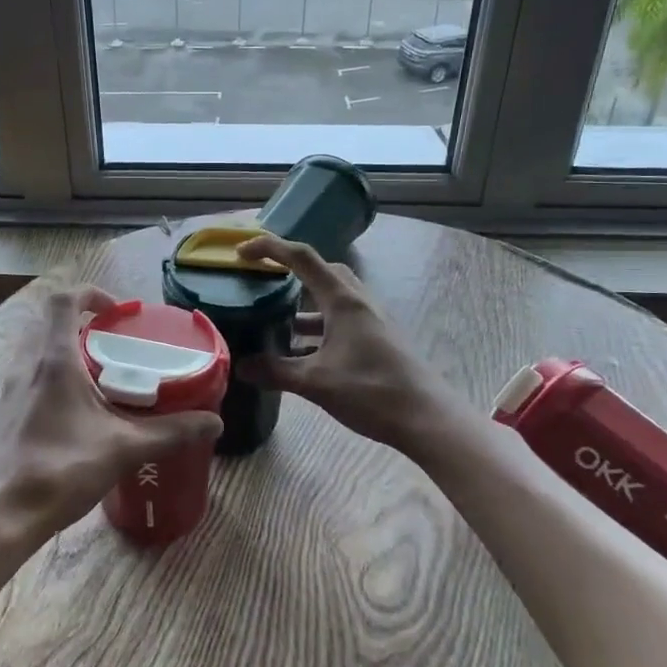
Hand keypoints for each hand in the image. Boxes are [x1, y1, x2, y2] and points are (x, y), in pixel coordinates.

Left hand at [0, 284, 223, 553]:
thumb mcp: (123, 448)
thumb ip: (170, 432)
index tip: (119, 313)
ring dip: (69, 351)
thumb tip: (214, 422)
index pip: (63, 300)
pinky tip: (79, 412)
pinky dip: (55, 377)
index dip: (91, 294)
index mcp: (53, 359)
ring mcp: (11, 389)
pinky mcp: (6, 413)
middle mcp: (27, 365)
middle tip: (117, 346)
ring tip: (103, 377)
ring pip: (39, 350)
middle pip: (51, 322)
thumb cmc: (60, 469)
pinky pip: (32, 376)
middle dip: (85, 324)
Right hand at [234, 234, 444, 451]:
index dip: (269, 248)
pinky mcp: (377, 339)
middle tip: (263, 280)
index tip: (241, 253)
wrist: (427, 418)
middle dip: (290, 269)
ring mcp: (371, 320)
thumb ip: (276, 371)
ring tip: (275, 319)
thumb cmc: (372, 391)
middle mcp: (358, 301)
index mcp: (343, 300)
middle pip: (321, 270)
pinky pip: (340, 320)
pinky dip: (318, 326)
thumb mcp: (316, 382)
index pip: (301, 258)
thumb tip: (239, 366)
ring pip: (332, 297)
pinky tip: (302, 352)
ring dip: (304, 303)